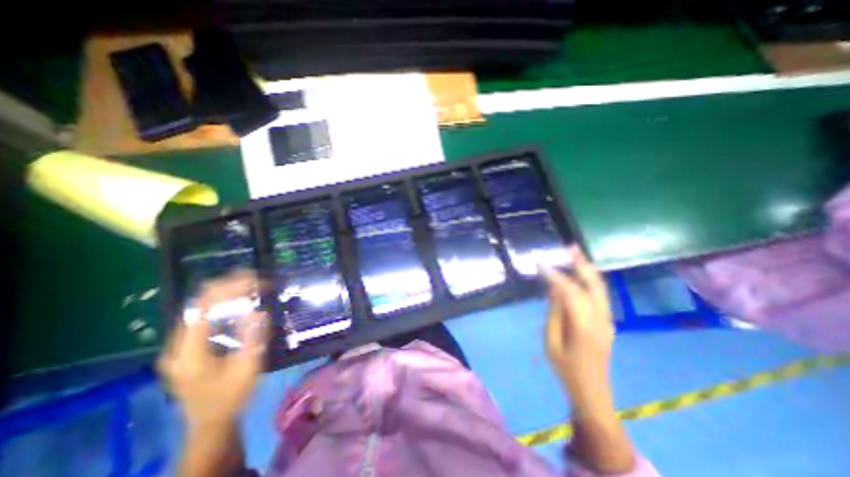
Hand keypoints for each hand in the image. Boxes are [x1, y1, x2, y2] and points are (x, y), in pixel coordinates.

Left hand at [156, 270, 267, 430]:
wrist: (211, 421)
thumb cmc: (232, 396)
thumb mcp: (247, 368)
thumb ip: (251, 338)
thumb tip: (258, 311)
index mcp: (189, 353)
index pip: (203, 308)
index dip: (228, 289)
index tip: (256, 281)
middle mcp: (177, 346)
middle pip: (198, 303)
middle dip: (229, 286)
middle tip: (257, 280)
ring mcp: (179, 346)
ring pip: (200, 307)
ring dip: (227, 292)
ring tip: (252, 286)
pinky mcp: (186, 346)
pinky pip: (203, 315)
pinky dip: (223, 303)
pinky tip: (240, 301)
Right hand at [548, 245, 613, 391]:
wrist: (592, 391)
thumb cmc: (565, 368)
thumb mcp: (551, 341)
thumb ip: (554, 312)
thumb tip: (554, 288)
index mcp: (584, 326)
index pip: (571, 292)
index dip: (556, 276)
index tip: (542, 264)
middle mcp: (601, 319)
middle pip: (594, 285)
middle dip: (582, 264)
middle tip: (571, 247)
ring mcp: (608, 320)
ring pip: (600, 288)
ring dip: (588, 269)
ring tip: (576, 254)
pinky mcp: (607, 322)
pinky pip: (599, 295)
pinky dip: (589, 280)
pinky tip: (579, 274)